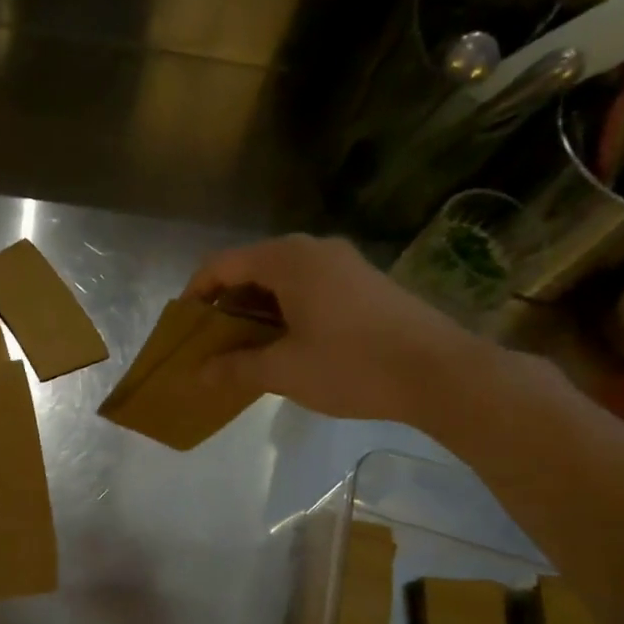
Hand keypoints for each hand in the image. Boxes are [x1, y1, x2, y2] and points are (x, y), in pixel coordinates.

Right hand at [185, 234, 484, 423]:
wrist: (439, 373)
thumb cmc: (352, 365)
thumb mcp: (284, 371)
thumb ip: (235, 368)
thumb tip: (198, 374)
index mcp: (289, 259)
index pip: (223, 264)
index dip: (196, 293)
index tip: (183, 326)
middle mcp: (315, 249)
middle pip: (252, 268)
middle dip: (225, 304)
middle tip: (210, 342)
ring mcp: (344, 264)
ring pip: (281, 279)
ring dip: (255, 310)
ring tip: (242, 348)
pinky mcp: (363, 284)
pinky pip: (308, 288)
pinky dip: (284, 311)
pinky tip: (284, 345)